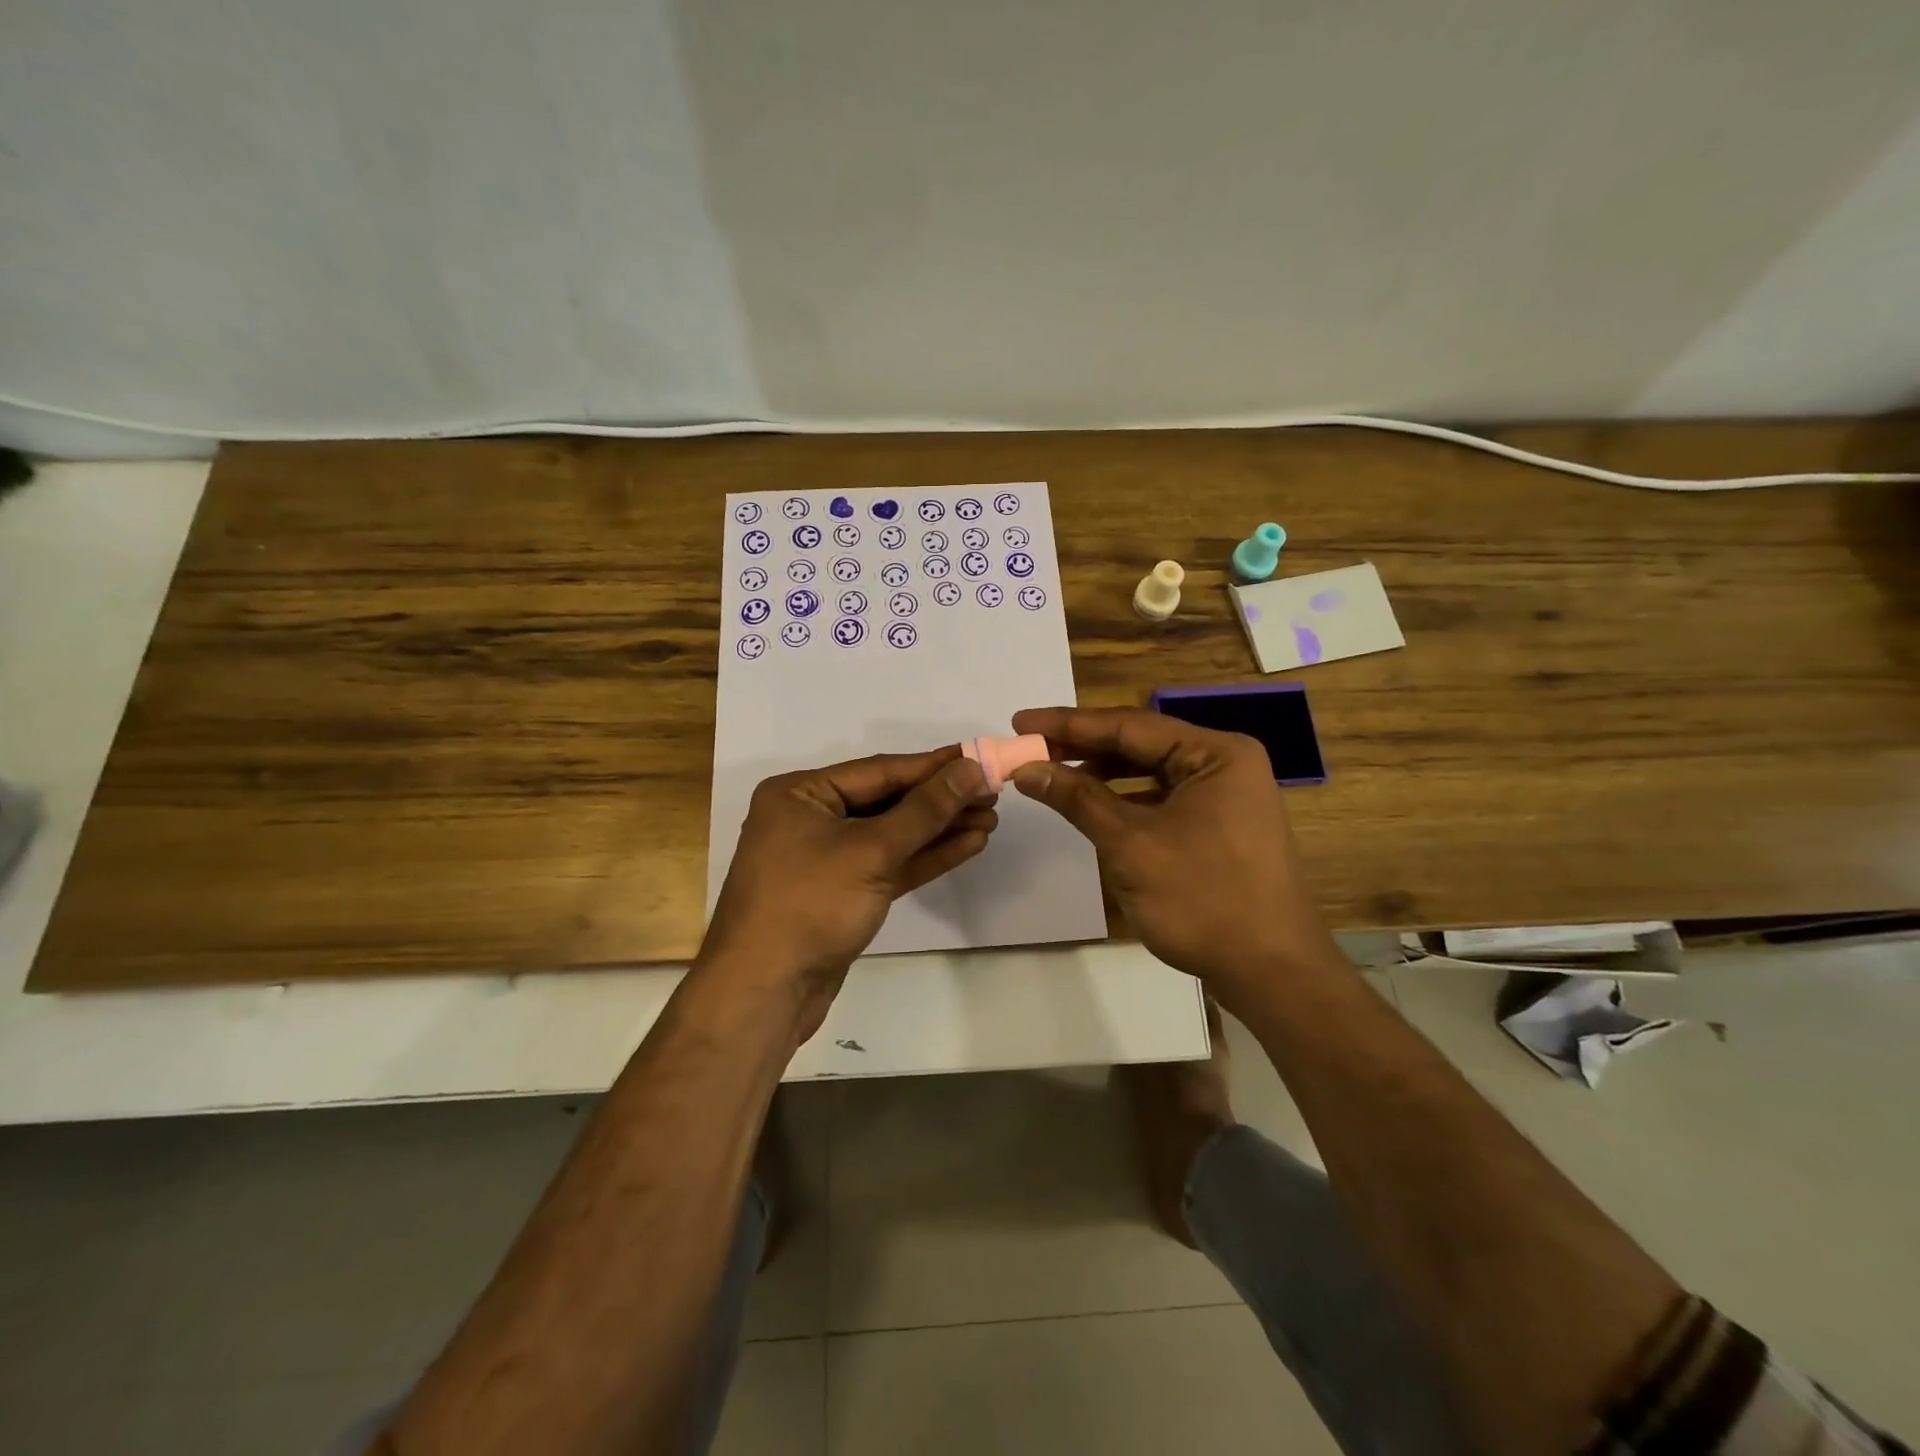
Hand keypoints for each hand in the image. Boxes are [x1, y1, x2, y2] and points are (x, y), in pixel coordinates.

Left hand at [701, 747, 994, 1038]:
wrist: (765, 993)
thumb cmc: (810, 905)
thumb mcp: (871, 850)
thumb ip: (924, 810)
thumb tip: (970, 770)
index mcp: (800, 794)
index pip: (879, 770)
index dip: (933, 766)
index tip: (979, 758)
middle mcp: (811, 818)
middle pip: (887, 800)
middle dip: (940, 800)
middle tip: (993, 793)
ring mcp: (826, 859)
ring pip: (892, 835)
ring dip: (940, 828)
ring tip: (990, 818)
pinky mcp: (843, 894)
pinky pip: (889, 865)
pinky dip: (925, 856)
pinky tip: (968, 844)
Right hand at [1008, 706, 1339, 1006]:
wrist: (1271, 973)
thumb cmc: (1203, 900)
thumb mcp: (1131, 845)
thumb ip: (1078, 799)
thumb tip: (1027, 768)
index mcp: (1216, 753)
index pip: (1129, 726)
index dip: (1069, 724)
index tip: (1019, 721)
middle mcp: (1224, 764)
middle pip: (1140, 745)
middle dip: (1082, 747)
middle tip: (1029, 745)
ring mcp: (1225, 796)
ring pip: (1150, 772)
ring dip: (1101, 773)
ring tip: (1051, 773)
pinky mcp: (1219, 826)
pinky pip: (1162, 799)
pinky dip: (1124, 800)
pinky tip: (1091, 805)